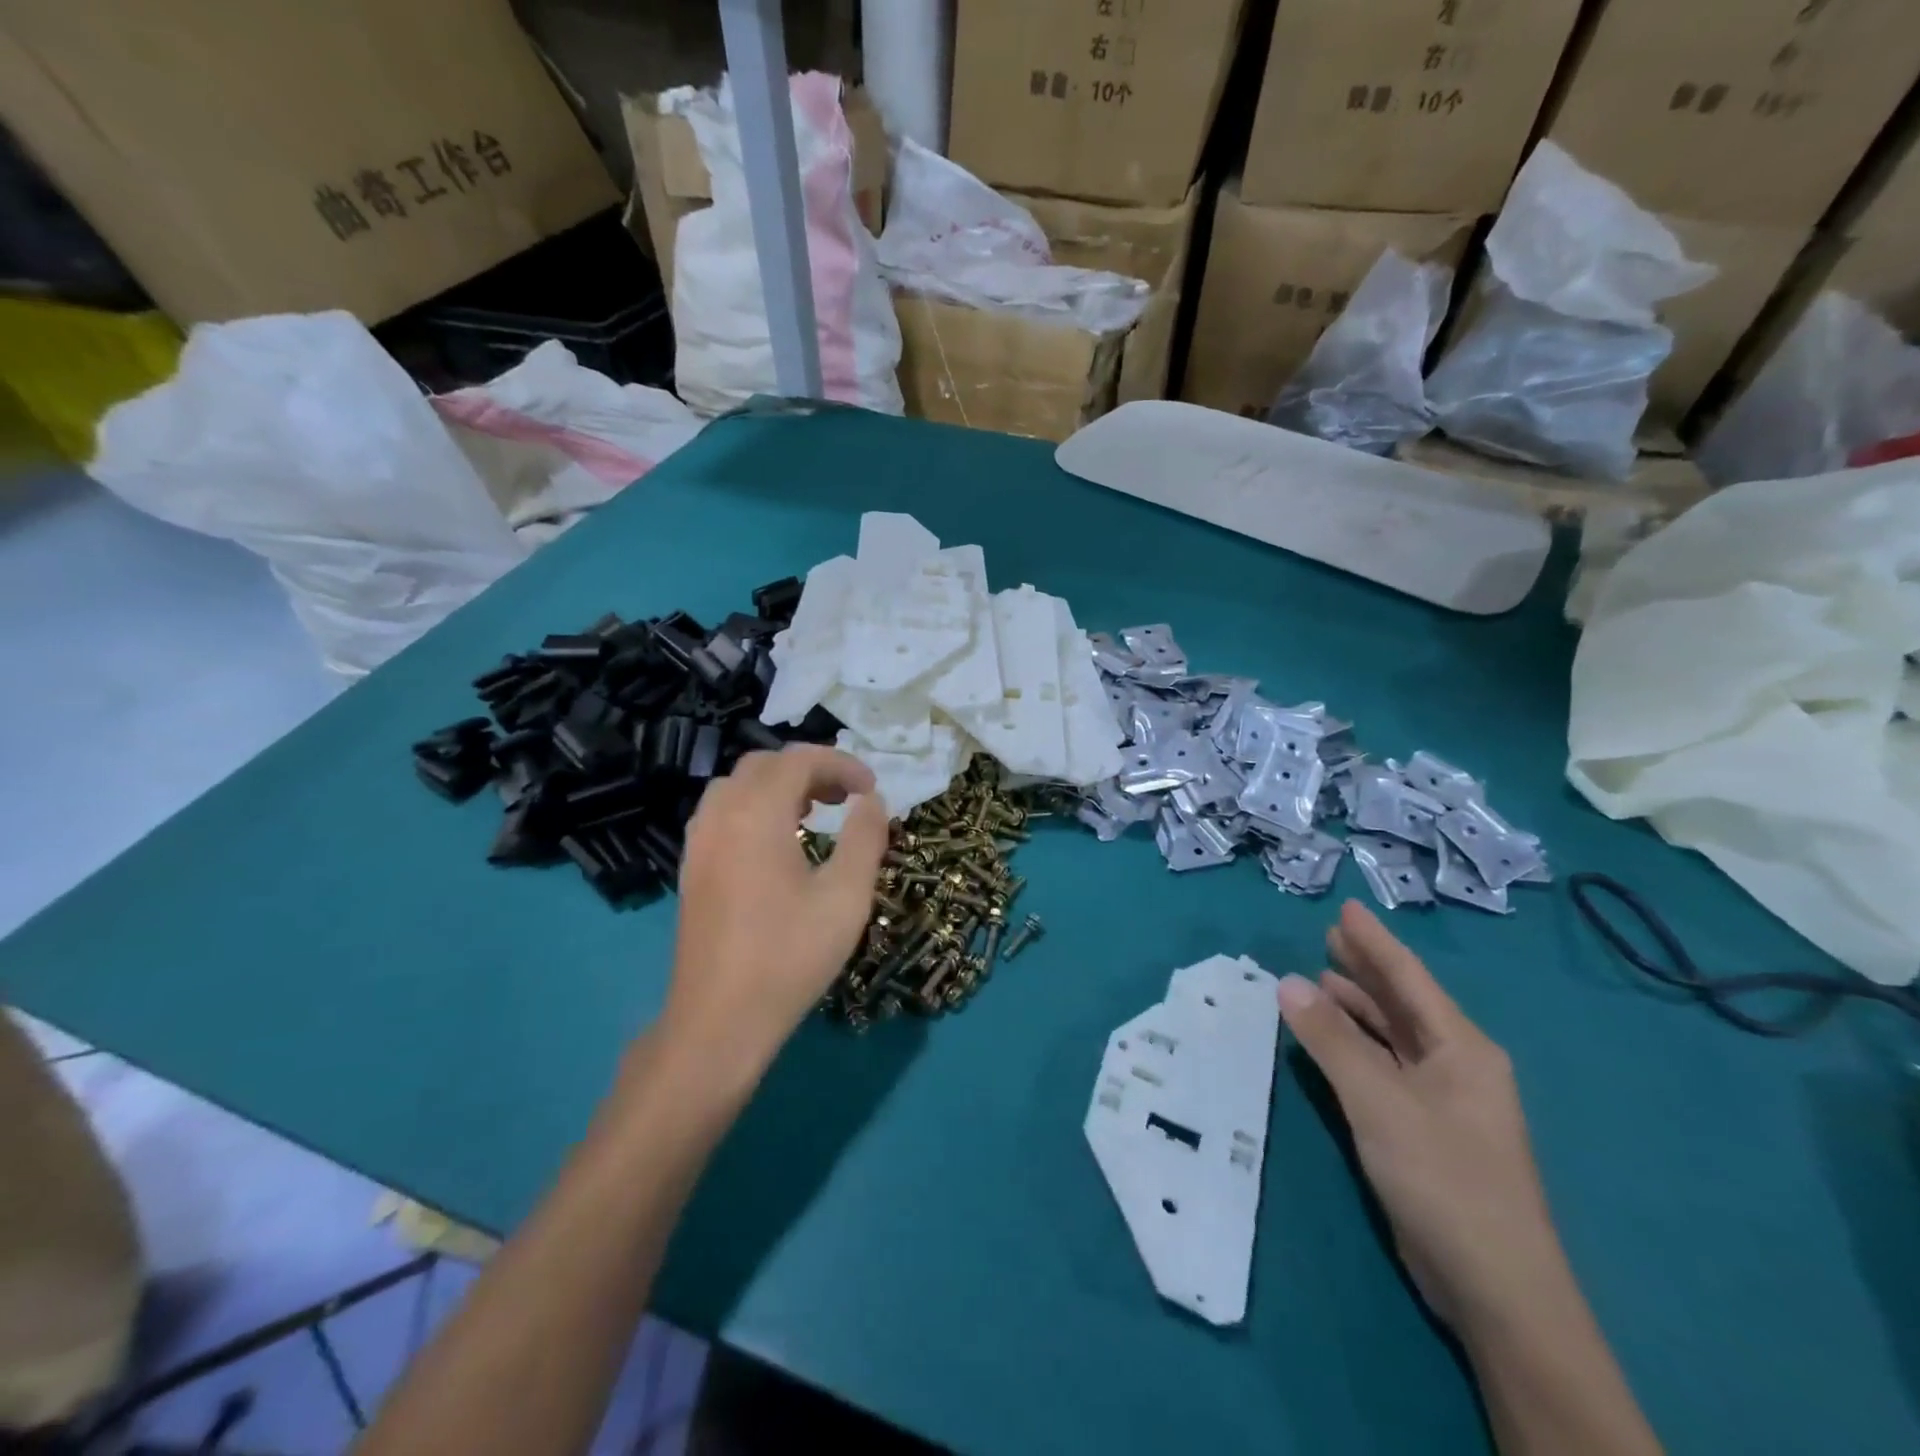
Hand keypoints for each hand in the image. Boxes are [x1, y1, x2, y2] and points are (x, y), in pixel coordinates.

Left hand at [663, 746, 888, 1078]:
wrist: (720, 1019)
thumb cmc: (790, 955)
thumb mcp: (846, 896)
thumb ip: (865, 837)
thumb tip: (873, 800)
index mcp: (757, 814)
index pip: (799, 760)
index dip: (841, 763)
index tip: (872, 789)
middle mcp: (720, 815)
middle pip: (765, 764)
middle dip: (810, 769)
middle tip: (847, 797)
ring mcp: (698, 841)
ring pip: (738, 786)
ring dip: (779, 785)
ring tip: (814, 812)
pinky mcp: (691, 867)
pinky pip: (722, 812)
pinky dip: (754, 807)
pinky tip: (778, 843)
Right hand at [1277, 902, 1566, 1333]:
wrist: (1495, 1288)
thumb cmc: (1443, 1176)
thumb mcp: (1378, 1100)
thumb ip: (1331, 1039)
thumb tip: (1287, 982)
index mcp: (1461, 1048)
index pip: (1410, 978)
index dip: (1375, 942)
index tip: (1347, 908)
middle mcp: (1457, 1065)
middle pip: (1403, 1003)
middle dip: (1367, 969)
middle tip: (1328, 935)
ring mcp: (1444, 1101)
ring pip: (1394, 1037)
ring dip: (1358, 1007)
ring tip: (1320, 977)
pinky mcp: (1426, 1131)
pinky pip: (1386, 1068)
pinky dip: (1357, 1046)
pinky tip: (1330, 1040)